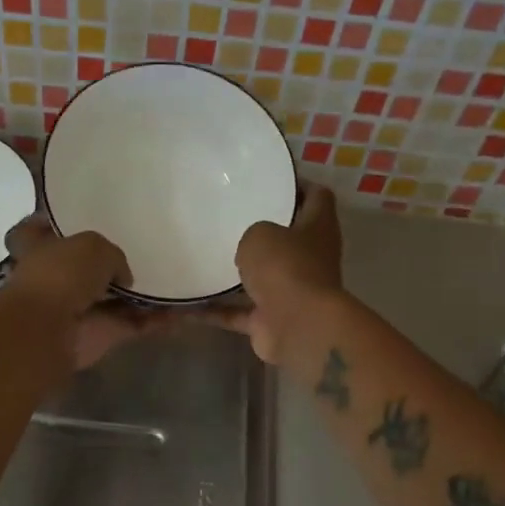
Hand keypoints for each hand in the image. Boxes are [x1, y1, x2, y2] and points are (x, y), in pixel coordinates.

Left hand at [4, 218, 170, 369]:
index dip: (51, 221)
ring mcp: (80, 308)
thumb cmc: (60, 274)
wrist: (50, 330)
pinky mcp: (103, 334)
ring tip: (179, 276)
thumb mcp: (93, 245)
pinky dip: (160, 319)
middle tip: (143, 244)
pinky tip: (188, 310)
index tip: (73, 214)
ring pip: (116, 297)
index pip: (37, 229)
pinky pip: (137, 323)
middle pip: (84, 266)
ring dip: (143, 293)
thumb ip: (113, 255)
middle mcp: (57, 277)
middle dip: (109, 261)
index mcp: (39, 247)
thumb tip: (123, 279)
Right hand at [207, 182, 343, 363]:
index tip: (271, 179)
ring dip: (238, 274)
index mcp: (318, 228)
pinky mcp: (270, 321)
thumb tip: (250, 248)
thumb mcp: (261, 233)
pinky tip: (186, 306)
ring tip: (205, 258)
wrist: (297, 326)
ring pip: (262, 278)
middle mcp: (310, 259)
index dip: (299, 185)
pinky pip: (237, 313)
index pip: (317, 197)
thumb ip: (253, 233)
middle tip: (229, 217)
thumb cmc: (285, 267)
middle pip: (289, 239)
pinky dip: (215, 311)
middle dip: (263, 231)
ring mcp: (291, 293)